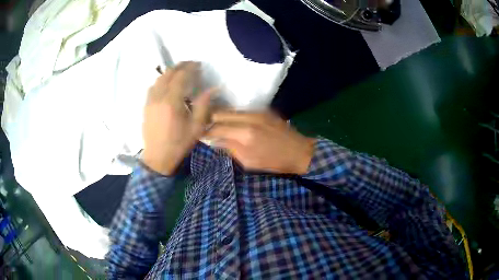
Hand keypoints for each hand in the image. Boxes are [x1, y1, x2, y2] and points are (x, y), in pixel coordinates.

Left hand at [142, 61, 214, 175]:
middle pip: (168, 74)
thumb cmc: (179, 144)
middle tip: (190, 65)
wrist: (158, 158)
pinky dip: (161, 80)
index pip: (180, 76)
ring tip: (180, 72)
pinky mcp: (146, 106)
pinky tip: (167, 84)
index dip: (190, 68)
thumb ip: (204, 105)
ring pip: (158, 79)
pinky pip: (152, 87)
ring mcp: (150, 101)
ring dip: (170, 72)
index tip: (199, 65)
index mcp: (172, 102)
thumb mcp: (196, 127)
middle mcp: (158, 97)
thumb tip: (212, 89)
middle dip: (180, 66)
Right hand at [206, 111, 315, 174]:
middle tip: (205, 127)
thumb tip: (214, 140)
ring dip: (221, 116)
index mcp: (245, 134)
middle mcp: (249, 118)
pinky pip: (242, 110)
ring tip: (216, 124)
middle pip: (221, 113)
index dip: (206, 131)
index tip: (200, 134)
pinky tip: (231, 122)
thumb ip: (229, 148)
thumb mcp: (249, 162)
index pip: (217, 128)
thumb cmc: (274, 162)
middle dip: (210, 120)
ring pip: (231, 110)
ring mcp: (257, 112)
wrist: (299, 151)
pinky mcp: (264, 110)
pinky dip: (233, 116)